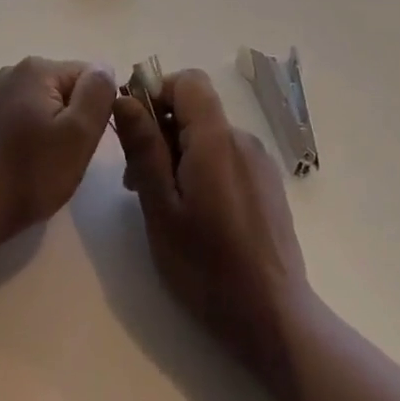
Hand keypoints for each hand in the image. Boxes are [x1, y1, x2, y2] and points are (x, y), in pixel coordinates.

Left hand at [0, 57, 116, 248]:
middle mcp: (9, 68)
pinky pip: (3, 109)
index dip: (93, 110)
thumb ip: (97, 92)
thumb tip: (103, 67)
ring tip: (31, 160)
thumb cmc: (28, 176)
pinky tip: (5, 152)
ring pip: (31, 98)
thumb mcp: (79, 136)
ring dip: (39, 121)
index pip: (88, 77)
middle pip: (58, 87)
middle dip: (66, 116)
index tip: (82, 144)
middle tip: (59, 157)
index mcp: (38, 68)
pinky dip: (11, 124)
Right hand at [113, 69, 308, 386]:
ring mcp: (259, 162)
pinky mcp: (267, 185)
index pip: (188, 81)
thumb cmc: (207, 267)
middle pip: (196, 110)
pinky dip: (202, 169)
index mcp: (216, 139)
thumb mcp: (161, 209)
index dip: (157, 92)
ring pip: (209, 136)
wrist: (274, 319)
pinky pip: (227, 157)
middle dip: (161, 131)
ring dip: (179, 154)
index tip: (134, 129)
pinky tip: (195, 216)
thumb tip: (125, 98)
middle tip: (137, 182)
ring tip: (163, 205)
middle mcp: (242, 139)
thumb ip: (144, 148)